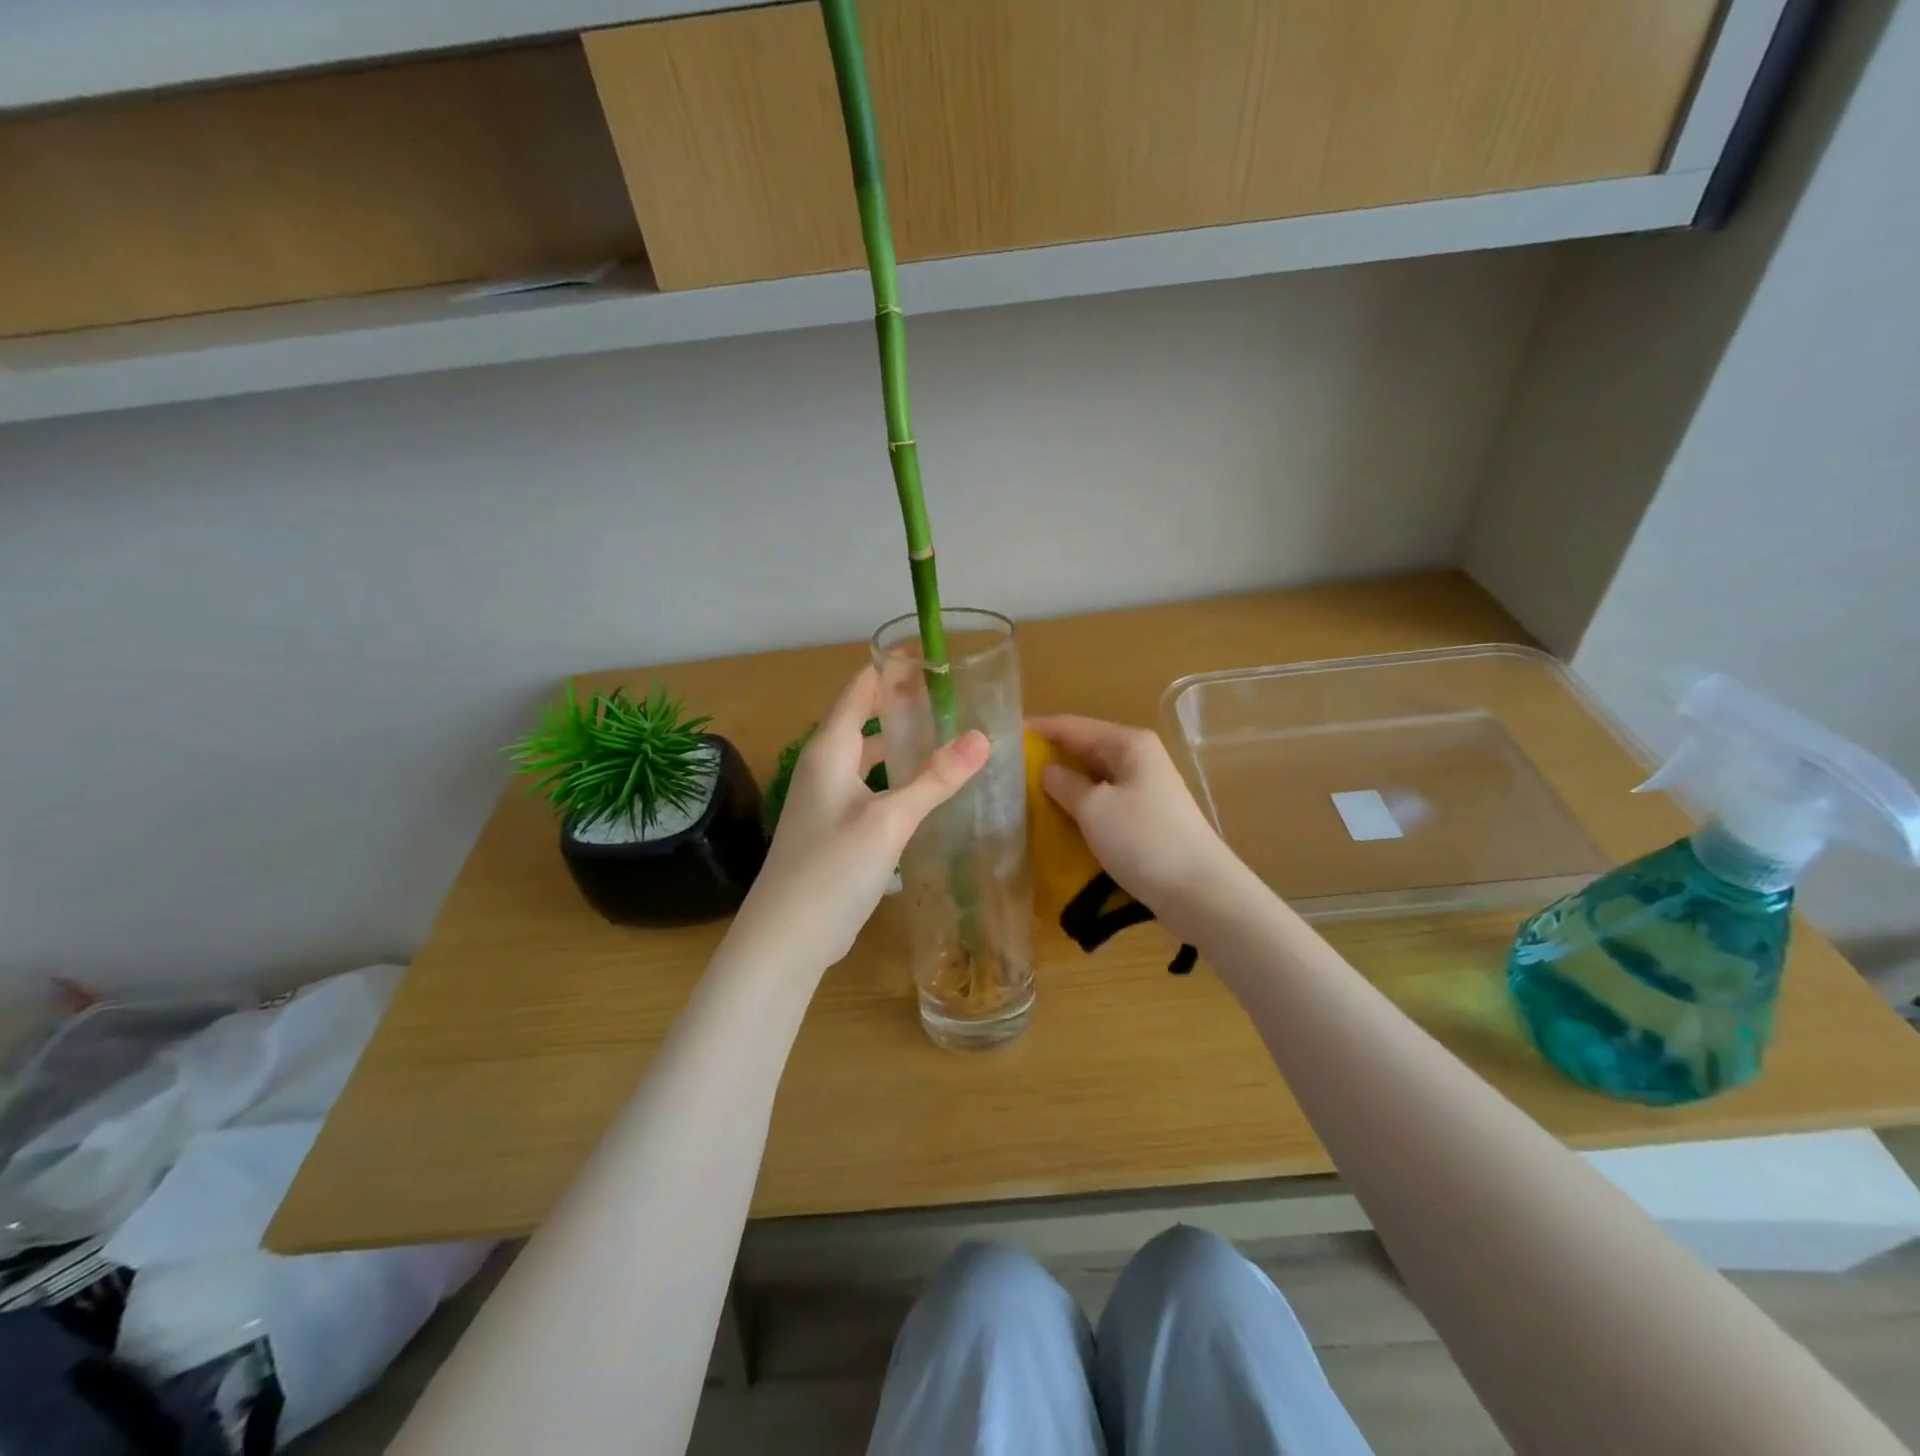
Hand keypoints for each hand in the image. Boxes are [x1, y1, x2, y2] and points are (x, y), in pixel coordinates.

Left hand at [733, 666, 988, 972]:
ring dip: (899, 744)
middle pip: (863, 721)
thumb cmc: (832, 869)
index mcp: (829, 751)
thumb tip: (982, 737)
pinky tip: (923, 790)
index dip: (891, 670)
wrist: (787, 938)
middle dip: (902, 705)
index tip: (932, 657)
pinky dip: (895, 778)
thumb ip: (934, 779)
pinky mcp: (835, 830)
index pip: (859, 690)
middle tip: (951, 697)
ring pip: (867, 757)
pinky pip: (869, 788)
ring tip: (944, 736)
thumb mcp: (889, 820)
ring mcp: (827, 801)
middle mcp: (824, 768)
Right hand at [1027, 715, 1238, 933]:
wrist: (1200, 892)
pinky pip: (1105, 802)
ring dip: (1064, 785)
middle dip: (1049, 757)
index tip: (1004, 736)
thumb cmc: (1143, 840)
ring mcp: (1145, 789)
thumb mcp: (1094, 809)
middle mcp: (1139, 758)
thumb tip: (1048, 771)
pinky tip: (1059, 820)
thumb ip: (1065, 785)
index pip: (1073, 726)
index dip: (1039, 729)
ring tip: (1025, 794)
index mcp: (1129, 744)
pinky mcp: (1146, 818)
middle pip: (1085, 749)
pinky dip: (1081, 807)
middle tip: (1009, 770)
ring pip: (1094, 778)